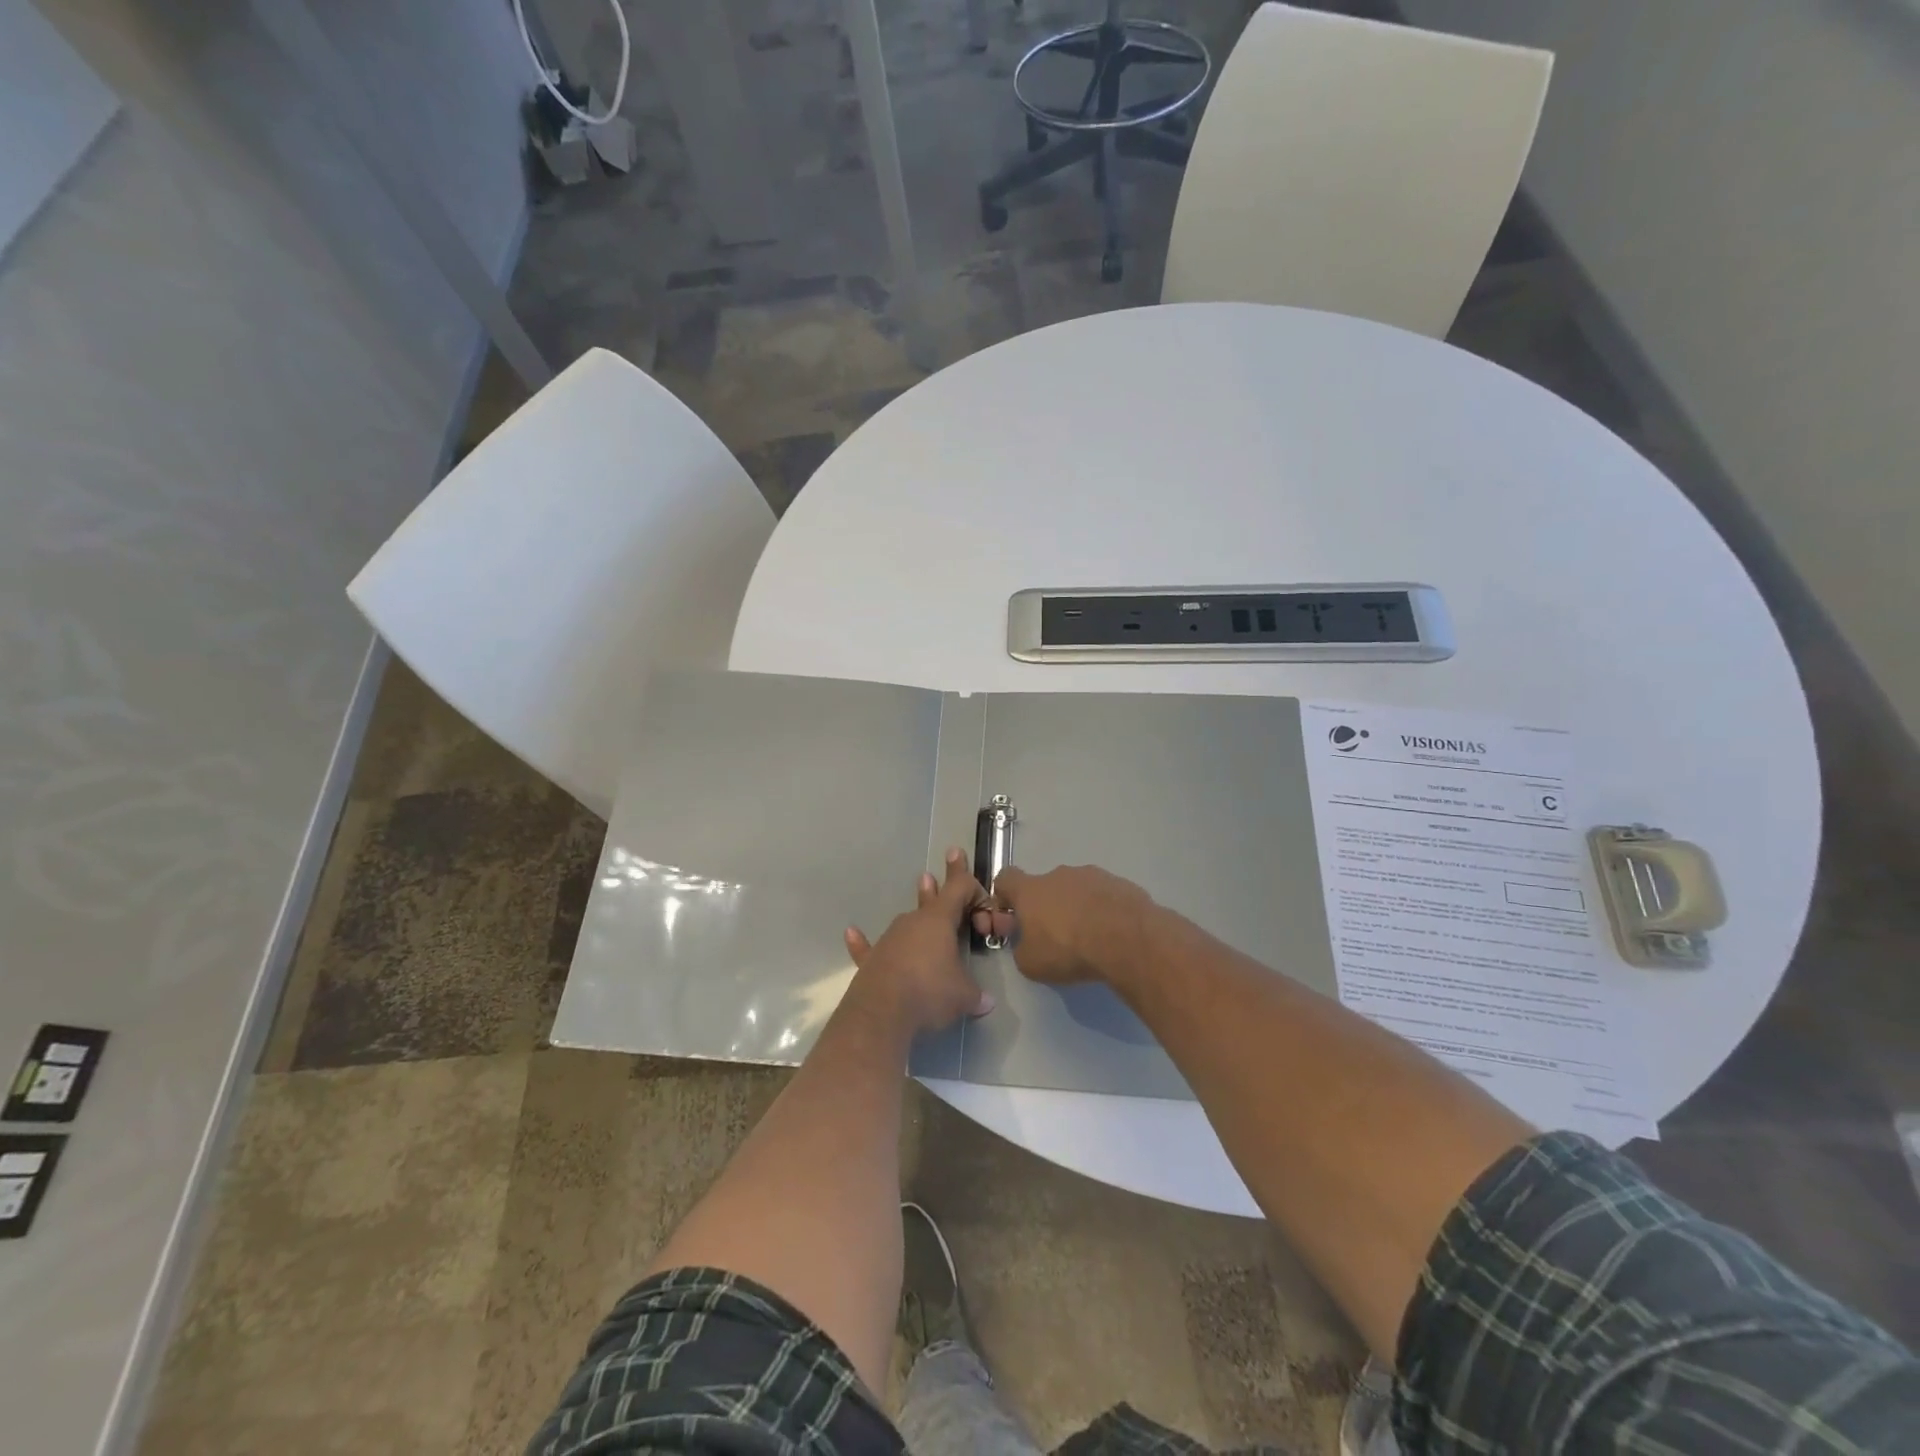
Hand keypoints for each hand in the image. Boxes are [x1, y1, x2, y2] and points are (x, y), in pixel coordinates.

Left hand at [843, 848, 994, 1034]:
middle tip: (950, 856)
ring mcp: (889, 939)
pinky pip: (867, 946)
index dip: (970, 882)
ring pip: (908, 920)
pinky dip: (861, 941)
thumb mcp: (964, 996)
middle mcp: (914, 922)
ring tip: (923, 892)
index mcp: (940, 921)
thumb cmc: (930, 993)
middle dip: (944, 882)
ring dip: (918, 912)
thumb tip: (986, 1002)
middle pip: (933, 899)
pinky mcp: (871, 960)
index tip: (967, 864)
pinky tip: (851, 932)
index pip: (959, 890)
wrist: (883, 1012)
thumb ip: (976, 994)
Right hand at [981, 864, 1153, 985]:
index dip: (1005, 895)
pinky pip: (1103, 895)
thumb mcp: (1031, 964)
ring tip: (1090, 937)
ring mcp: (1091, 875)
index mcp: (1031, 890)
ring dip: (1077, 907)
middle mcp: (1059, 875)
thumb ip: (1022, 950)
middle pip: (1044, 886)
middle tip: (1056, 936)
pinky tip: (1112, 933)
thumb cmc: (1068, 949)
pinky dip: (1103, 910)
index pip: (1006, 878)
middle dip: (1047, 907)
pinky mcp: (1119, 882)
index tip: (1012, 916)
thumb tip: (1026, 945)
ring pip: (1076, 889)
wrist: (1126, 939)